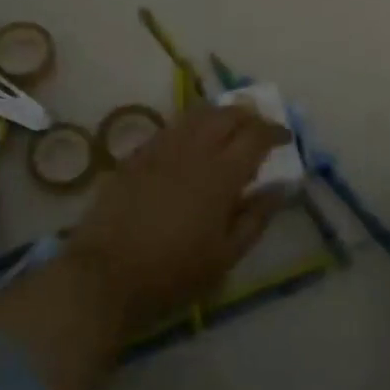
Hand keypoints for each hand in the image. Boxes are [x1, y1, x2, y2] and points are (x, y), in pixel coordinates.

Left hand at [65, 103, 288, 337]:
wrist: (105, 275)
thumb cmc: (173, 273)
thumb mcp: (225, 256)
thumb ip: (255, 218)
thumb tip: (280, 188)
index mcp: (220, 175)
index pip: (256, 136)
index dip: (274, 131)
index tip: (285, 138)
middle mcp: (192, 151)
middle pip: (226, 114)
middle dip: (248, 115)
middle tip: (257, 129)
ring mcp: (160, 149)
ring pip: (195, 114)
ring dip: (218, 114)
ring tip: (227, 127)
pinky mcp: (135, 156)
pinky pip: (170, 128)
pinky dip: (189, 126)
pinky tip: (191, 142)